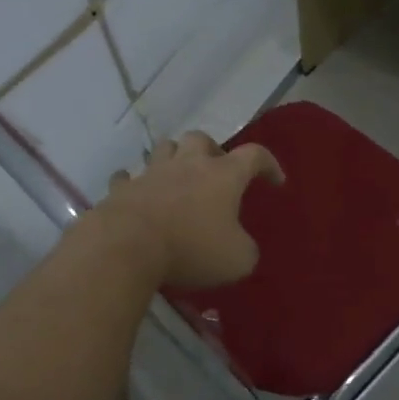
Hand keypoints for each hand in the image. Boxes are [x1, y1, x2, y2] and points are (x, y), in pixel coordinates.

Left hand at [93, 131, 284, 288]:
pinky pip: (128, 178)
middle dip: (212, 151)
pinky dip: (135, 183)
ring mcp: (152, 173)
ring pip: (164, 149)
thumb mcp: (238, 260)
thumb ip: (245, 249)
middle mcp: (188, 165)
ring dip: (174, 157)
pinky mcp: (123, 189)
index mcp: (223, 176)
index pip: (254, 155)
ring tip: (178, 177)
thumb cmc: (192, 248)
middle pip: (201, 139)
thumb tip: (240, 245)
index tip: (275, 182)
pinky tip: (138, 193)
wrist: (128, 246)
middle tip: (216, 172)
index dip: (269, 165)